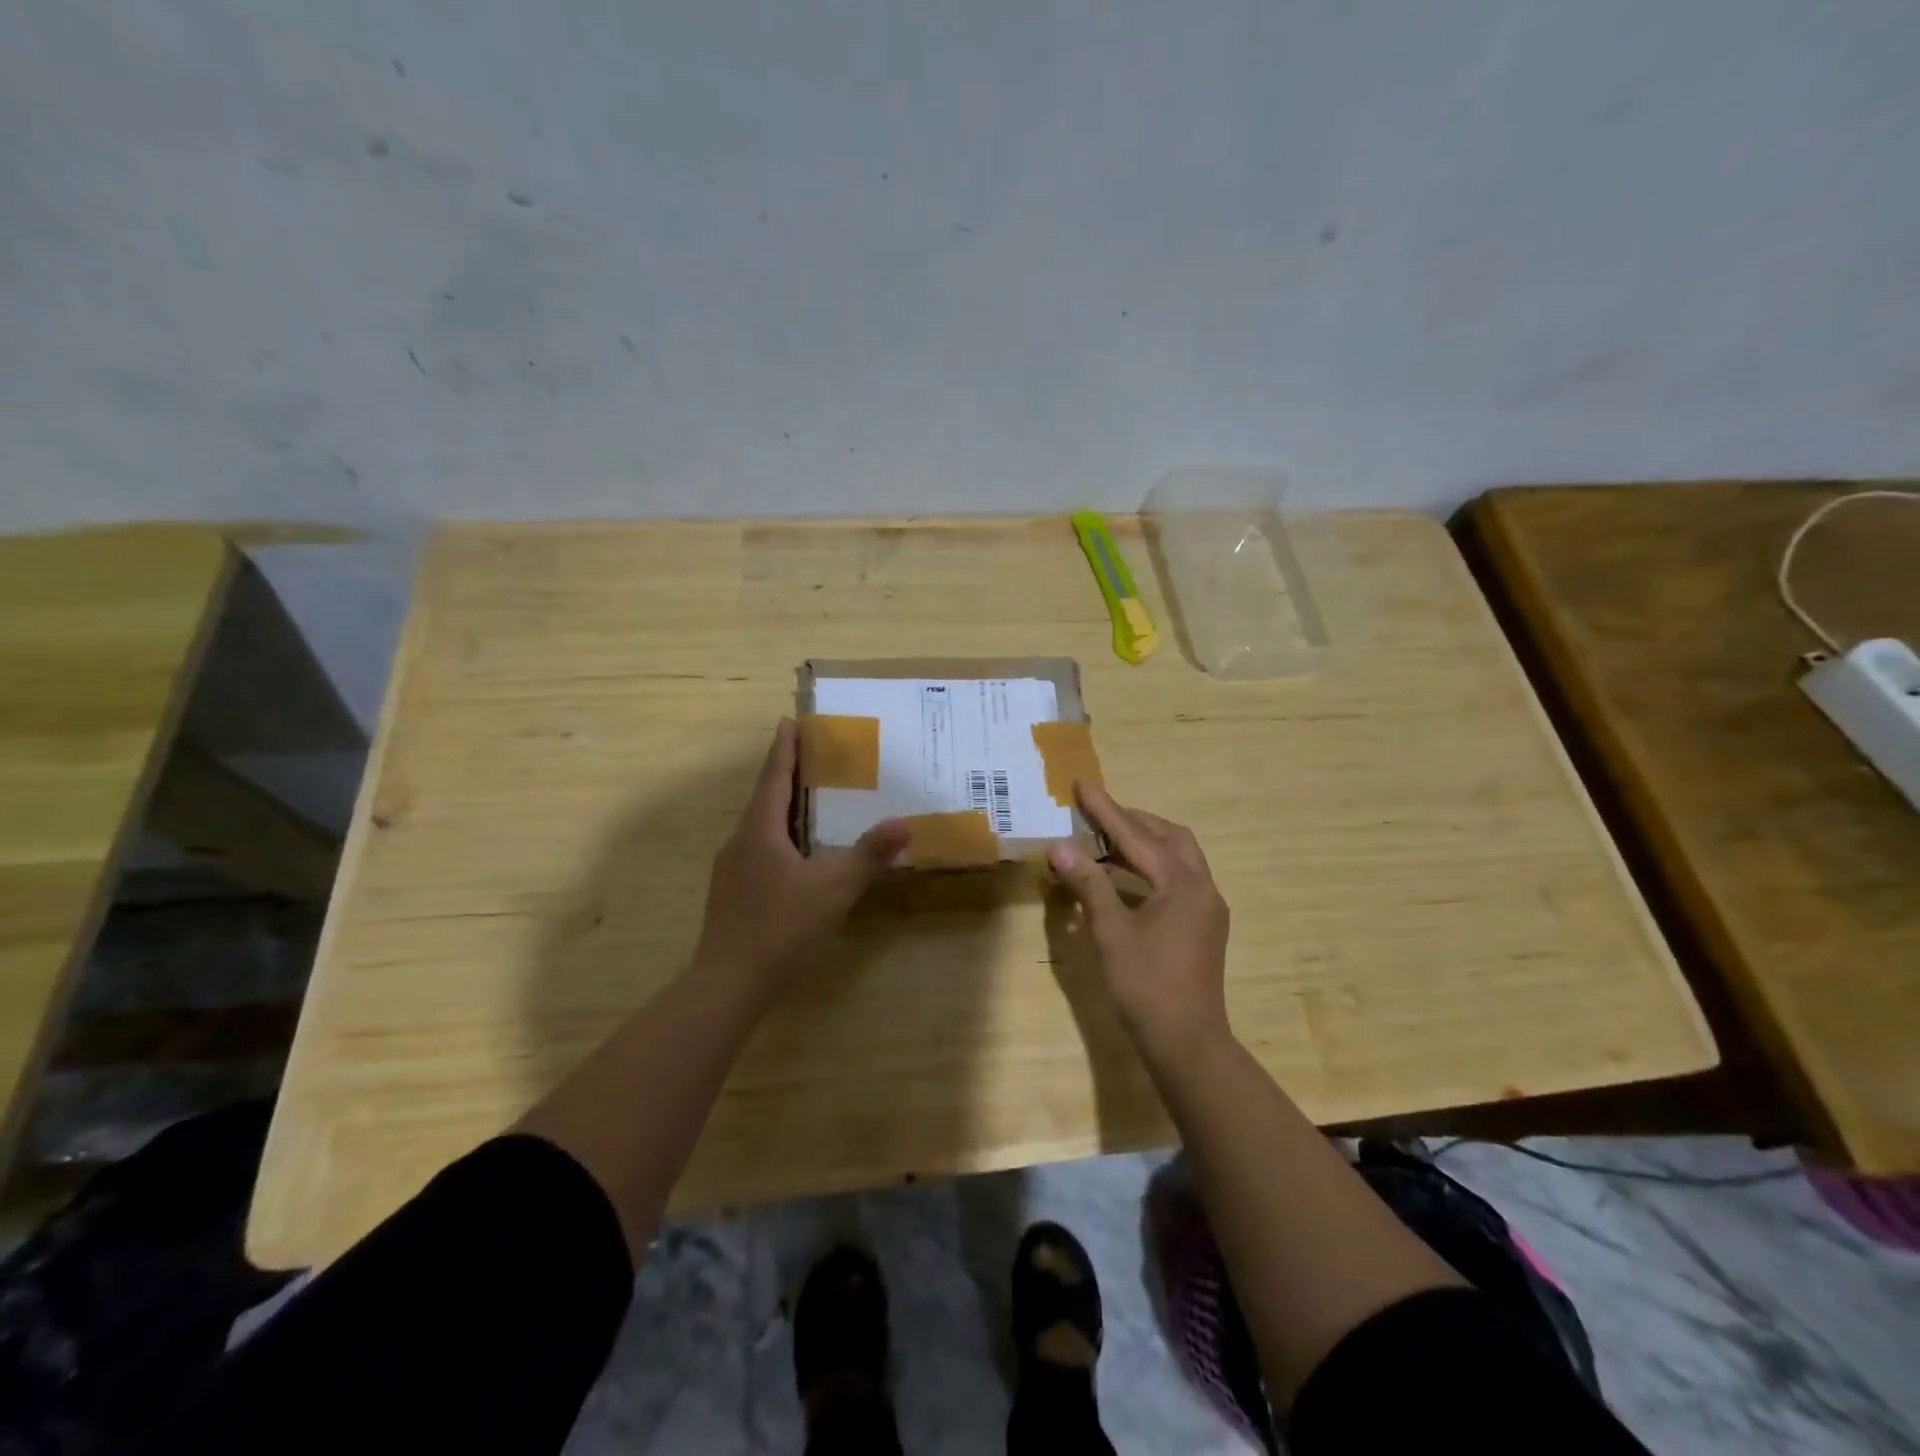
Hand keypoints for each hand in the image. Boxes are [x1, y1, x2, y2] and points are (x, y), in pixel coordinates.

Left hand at [692, 719, 908, 1006]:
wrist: (728, 986)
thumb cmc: (780, 928)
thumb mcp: (833, 889)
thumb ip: (869, 856)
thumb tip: (903, 824)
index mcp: (760, 830)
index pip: (774, 776)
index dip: (785, 748)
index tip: (790, 721)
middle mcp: (741, 841)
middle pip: (766, 797)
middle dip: (788, 775)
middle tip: (816, 757)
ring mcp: (732, 869)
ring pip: (762, 827)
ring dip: (785, 809)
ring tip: (813, 801)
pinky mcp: (733, 894)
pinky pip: (760, 851)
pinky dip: (781, 838)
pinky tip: (800, 855)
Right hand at [1047, 783, 1231, 1057]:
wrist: (1187, 1042)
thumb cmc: (1146, 985)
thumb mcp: (1110, 931)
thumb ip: (1088, 884)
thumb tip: (1060, 847)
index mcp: (1183, 885)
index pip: (1137, 837)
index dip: (1106, 811)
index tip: (1083, 785)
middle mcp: (1202, 888)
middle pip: (1170, 838)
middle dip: (1133, 822)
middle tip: (1097, 815)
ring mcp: (1207, 909)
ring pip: (1178, 859)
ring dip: (1144, 844)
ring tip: (1105, 841)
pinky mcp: (1203, 927)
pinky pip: (1177, 880)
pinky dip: (1150, 869)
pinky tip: (1124, 879)